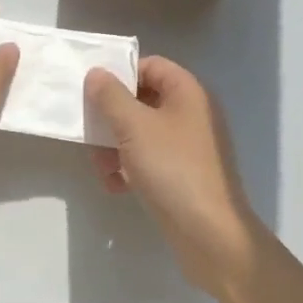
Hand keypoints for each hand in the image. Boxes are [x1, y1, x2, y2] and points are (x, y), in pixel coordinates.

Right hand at [85, 57, 265, 298]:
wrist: (212, 237)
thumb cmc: (173, 169)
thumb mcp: (133, 126)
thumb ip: (110, 95)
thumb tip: (96, 73)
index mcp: (187, 92)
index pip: (150, 65)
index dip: (120, 74)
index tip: (94, 93)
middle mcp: (191, 113)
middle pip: (141, 99)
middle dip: (112, 117)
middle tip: (91, 134)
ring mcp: (189, 146)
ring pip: (141, 131)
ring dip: (115, 146)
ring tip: (102, 168)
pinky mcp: (184, 174)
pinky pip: (150, 158)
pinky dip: (130, 167)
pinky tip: (117, 186)